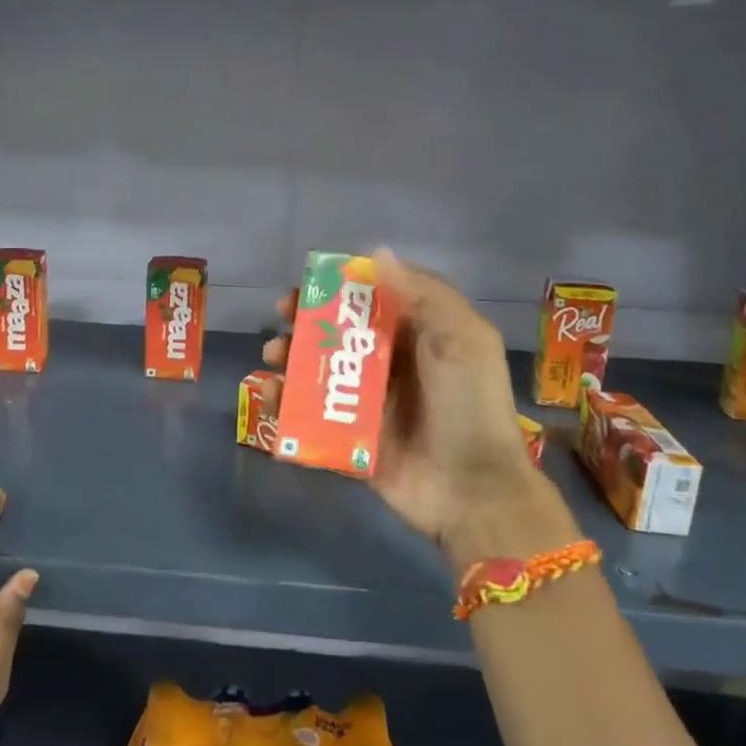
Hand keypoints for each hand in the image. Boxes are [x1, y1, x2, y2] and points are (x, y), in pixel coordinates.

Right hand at [264, 249, 576, 559]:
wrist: (473, 492)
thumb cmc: (469, 406)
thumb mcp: (462, 340)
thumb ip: (423, 295)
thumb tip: (376, 253)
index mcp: (420, 336)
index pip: (375, 299)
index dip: (342, 287)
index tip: (312, 282)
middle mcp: (391, 364)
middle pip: (341, 332)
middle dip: (308, 320)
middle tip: (285, 316)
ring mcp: (367, 403)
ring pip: (320, 370)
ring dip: (292, 358)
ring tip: (274, 357)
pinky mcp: (349, 438)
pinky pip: (311, 415)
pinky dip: (287, 402)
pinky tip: (273, 394)